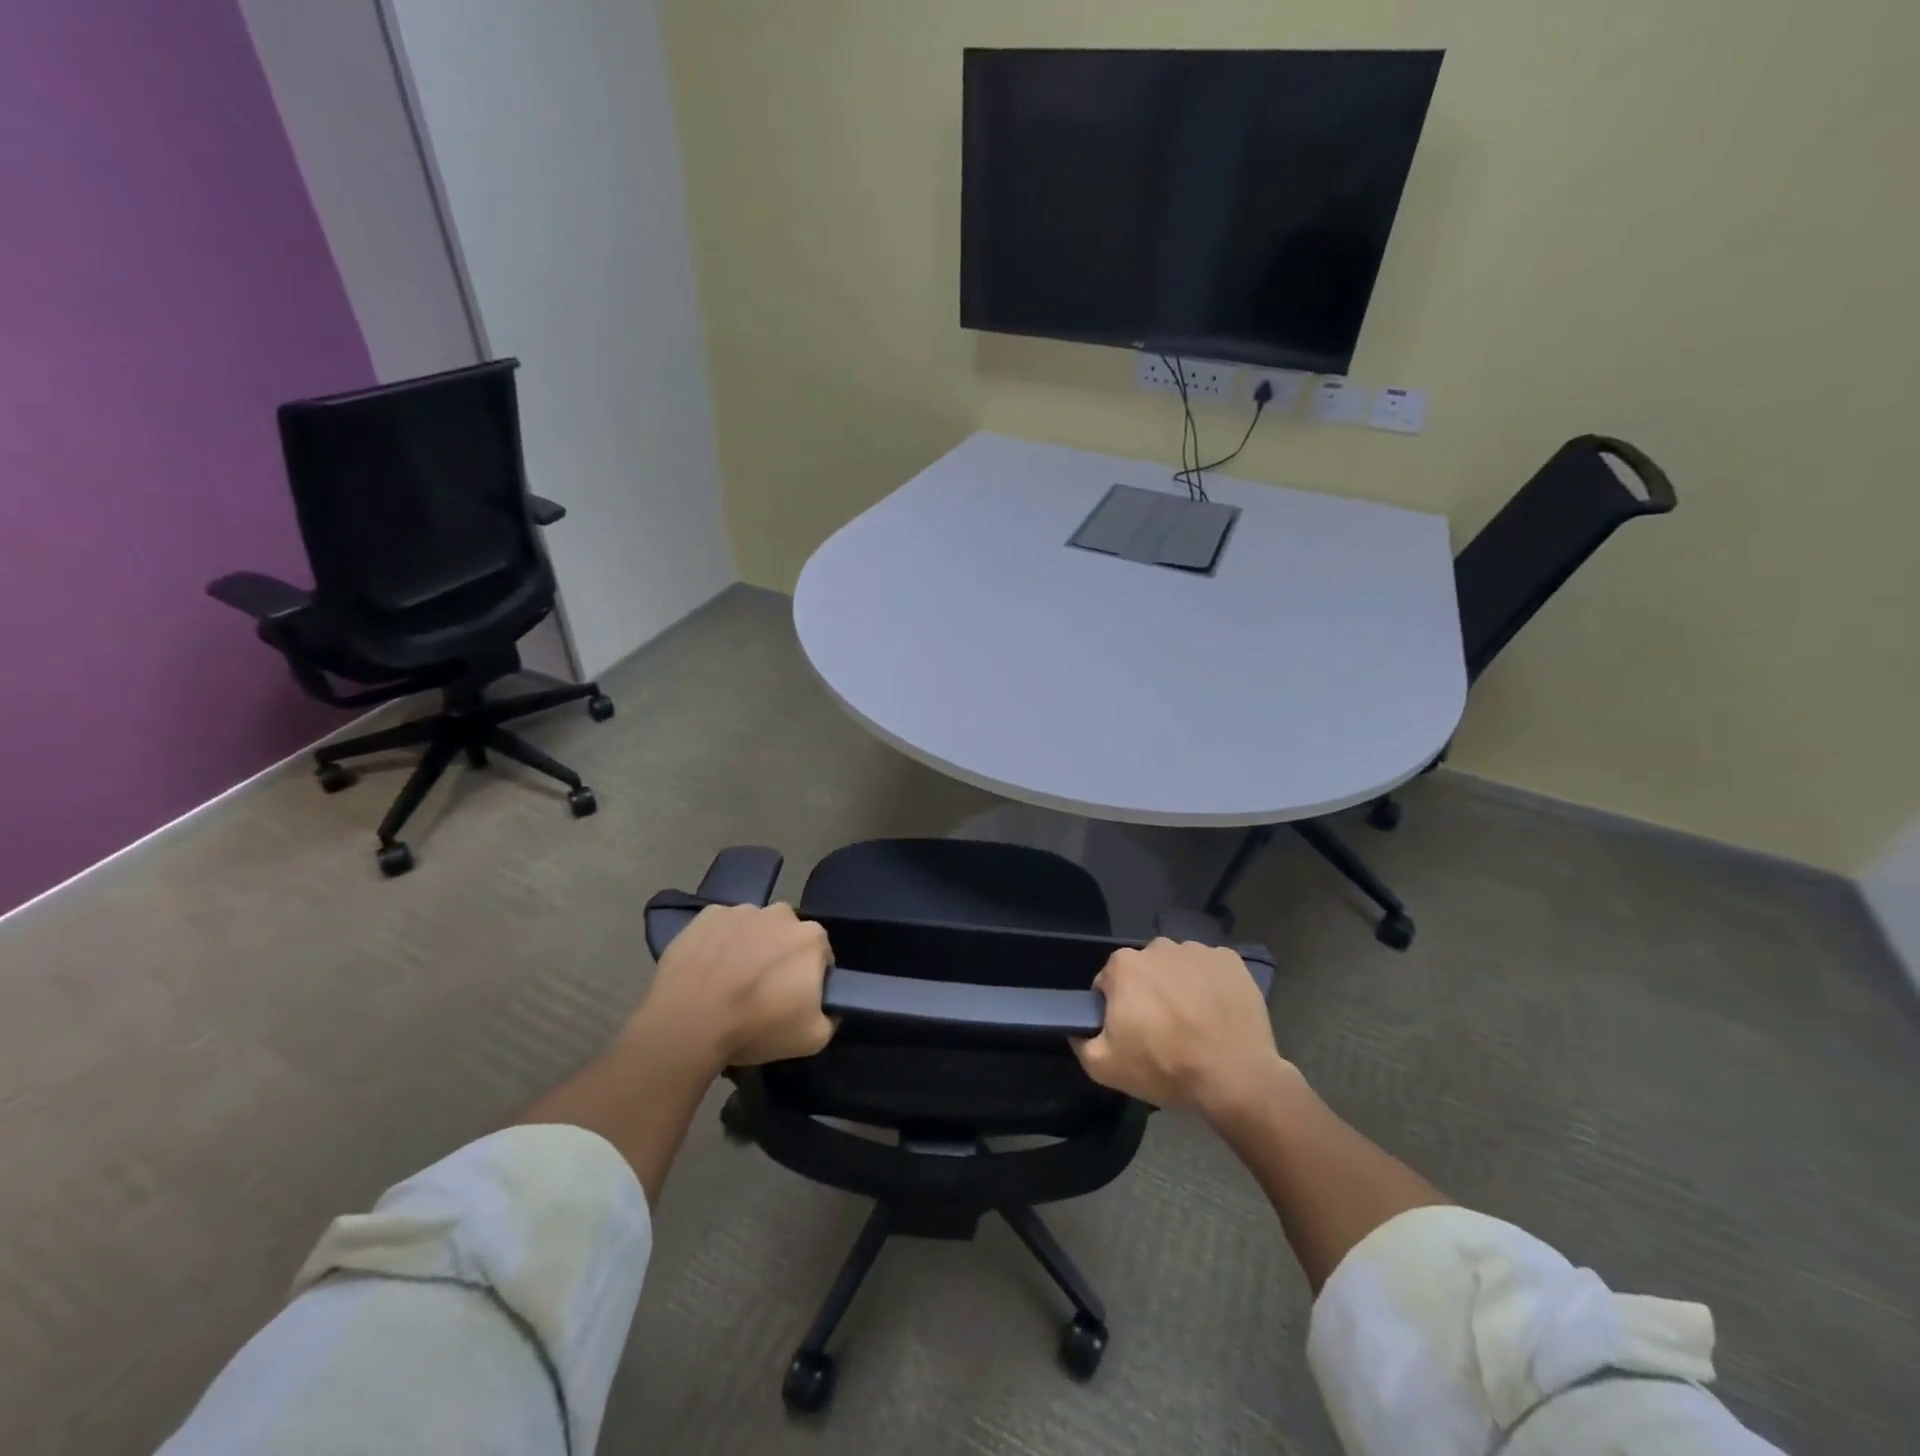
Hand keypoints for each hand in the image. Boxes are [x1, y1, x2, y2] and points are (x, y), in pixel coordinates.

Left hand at [628, 903, 836, 1075]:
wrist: (689, 1021)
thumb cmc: (756, 1026)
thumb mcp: (812, 1039)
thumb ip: (831, 1018)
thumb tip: (829, 1008)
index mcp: (811, 937)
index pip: (820, 955)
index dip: (809, 978)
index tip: (793, 999)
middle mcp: (781, 913)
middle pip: (786, 936)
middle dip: (779, 957)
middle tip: (761, 991)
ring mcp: (741, 910)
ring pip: (753, 929)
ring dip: (748, 947)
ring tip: (729, 982)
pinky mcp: (707, 915)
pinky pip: (721, 928)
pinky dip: (718, 943)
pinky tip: (706, 970)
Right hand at [1073, 938, 1286, 1115]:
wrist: (1235, 1077)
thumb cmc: (1165, 1067)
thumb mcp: (1104, 1067)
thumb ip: (1081, 1041)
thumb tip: (1078, 1028)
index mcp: (1124, 965)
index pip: (1109, 983)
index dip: (1117, 1010)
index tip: (1131, 1034)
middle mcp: (1158, 946)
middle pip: (1145, 971)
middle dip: (1148, 995)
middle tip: (1163, 1032)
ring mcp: (1198, 951)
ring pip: (1178, 968)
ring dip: (1180, 988)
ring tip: (1194, 1024)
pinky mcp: (1230, 960)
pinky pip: (1211, 970)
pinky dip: (1211, 986)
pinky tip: (1217, 1015)